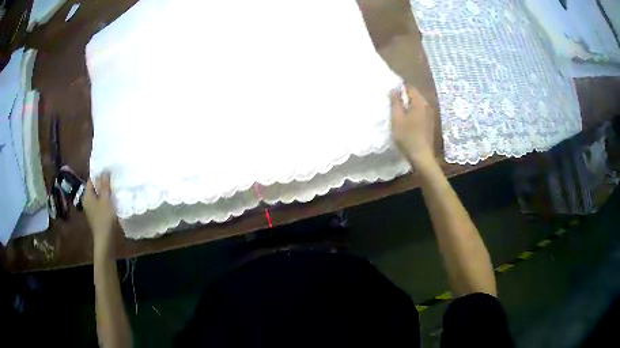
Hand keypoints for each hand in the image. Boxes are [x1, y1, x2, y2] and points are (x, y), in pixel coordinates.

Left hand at [84, 173, 116, 255]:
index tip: (108, 171)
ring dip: (105, 193)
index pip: (91, 180)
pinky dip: (105, 201)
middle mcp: (87, 202)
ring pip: (98, 197)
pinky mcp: (97, 217)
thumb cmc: (104, 219)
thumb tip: (104, 171)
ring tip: (114, 189)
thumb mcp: (106, 200)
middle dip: (102, 184)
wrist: (105, 241)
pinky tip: (113, 202)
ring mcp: (91, 210)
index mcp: (87, 196)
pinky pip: (100, 205)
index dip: (98, 175)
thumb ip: (104, 185)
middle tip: (113, 179)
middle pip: (94, 189)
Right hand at [390, 85, 436, 167]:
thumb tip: (394, 89)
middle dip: (403, 95)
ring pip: (417, 103)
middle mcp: (427, 105)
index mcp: (419, 102)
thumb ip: (395, 102)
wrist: (421, 156)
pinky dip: (412, 111)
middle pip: (414, 94)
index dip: (399, 86)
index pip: (409, 87)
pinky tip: (406, 118)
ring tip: (397, 109)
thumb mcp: (397, 118)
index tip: (389, 90)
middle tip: (391, 100)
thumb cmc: (407, 136)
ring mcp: (429, 114)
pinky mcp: (429, 123)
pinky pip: (420, 111)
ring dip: (408, 104)